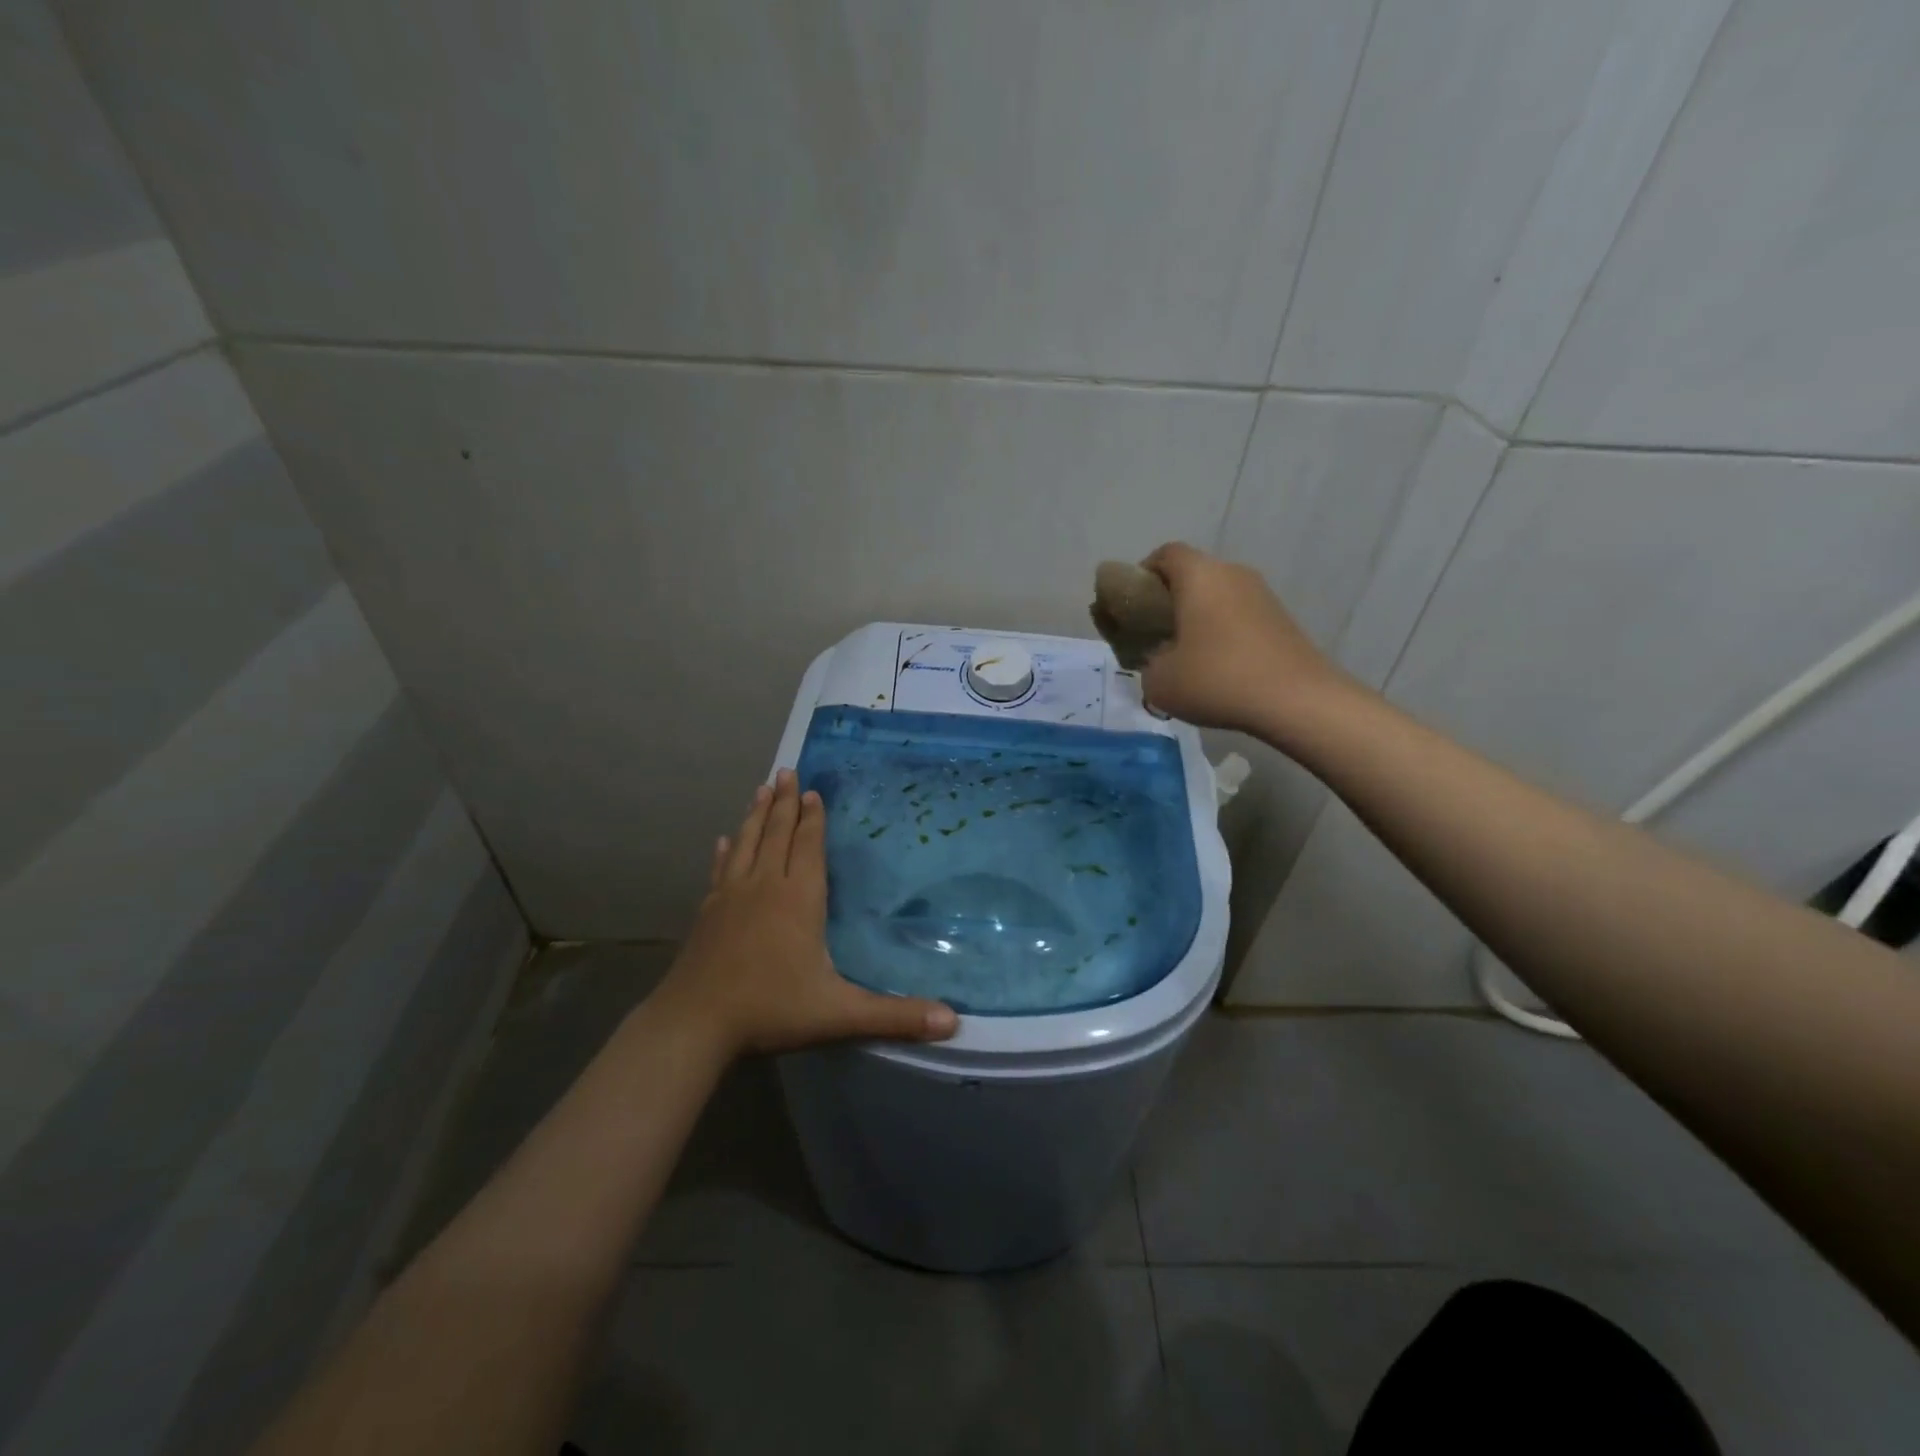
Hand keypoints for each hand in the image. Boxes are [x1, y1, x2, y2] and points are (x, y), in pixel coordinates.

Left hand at [654, 770, 959, 1056]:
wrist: (694, 1025)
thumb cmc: (771, 1011)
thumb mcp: (840, 1015)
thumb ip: (895, 1016)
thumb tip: (953, 1022)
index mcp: (798, 899)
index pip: (808, 847)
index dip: (813, 819)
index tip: (813, 791)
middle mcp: (764, 887)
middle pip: (776, 834)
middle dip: (784, 802)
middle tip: (786, 771)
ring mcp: (730, 897)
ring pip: (747, 844)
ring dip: (756, 816)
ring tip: (761, 790)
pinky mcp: (707, 914)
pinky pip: (719, 871)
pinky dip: (725, 852)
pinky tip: (723, 841)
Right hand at [1138, 542, 1350, 735]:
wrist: (1297, 700)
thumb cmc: (1217, 679)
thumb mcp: (1160, 682)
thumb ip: (1148, 665)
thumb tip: (1160, 663)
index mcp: (1199, 575)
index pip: (1165, 554)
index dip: (1143, 573)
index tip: (1132, 605)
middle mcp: (1232, 573)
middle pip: (1194, 573)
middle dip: (1171, 598)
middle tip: (1155, 633)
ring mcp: (1263, 595)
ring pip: (1219, 595)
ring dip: (1199, 617)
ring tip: (1186, 655)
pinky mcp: (1282, 619)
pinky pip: (1240, 616)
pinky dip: (1224, 632)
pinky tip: (1218, 667)